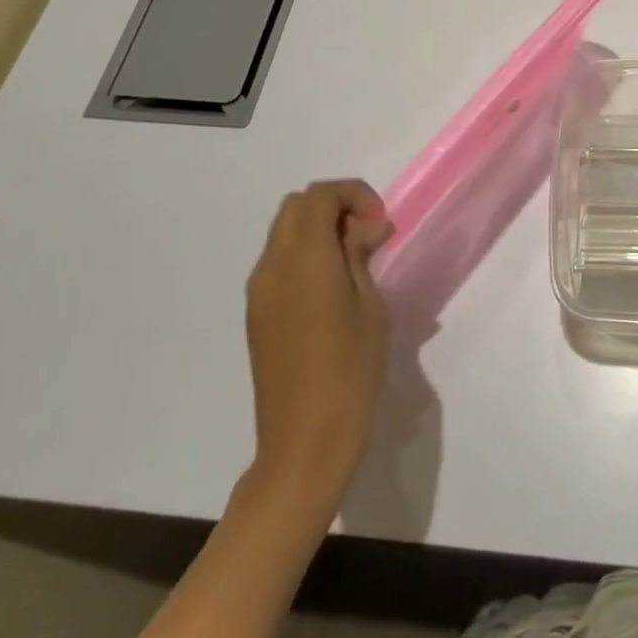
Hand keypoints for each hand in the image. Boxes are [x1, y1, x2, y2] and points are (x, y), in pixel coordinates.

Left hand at [244, 180, 392, 491]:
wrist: (304, 442)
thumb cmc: (350, 370)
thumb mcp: (370, 306)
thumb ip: (362, 255)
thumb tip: (368, 226)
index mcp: (303, 258)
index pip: (320, 195)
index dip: (354, 195)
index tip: (380, 224)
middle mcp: (272, 266)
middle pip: (297, 207)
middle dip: (335, 207)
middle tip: (368, 236)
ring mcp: (259, 291)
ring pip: (285, 232)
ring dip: (319, 230)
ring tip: (355, 262)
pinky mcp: (257, 314)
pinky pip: (279, 262)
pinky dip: (306, 255)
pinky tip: (333, 287)